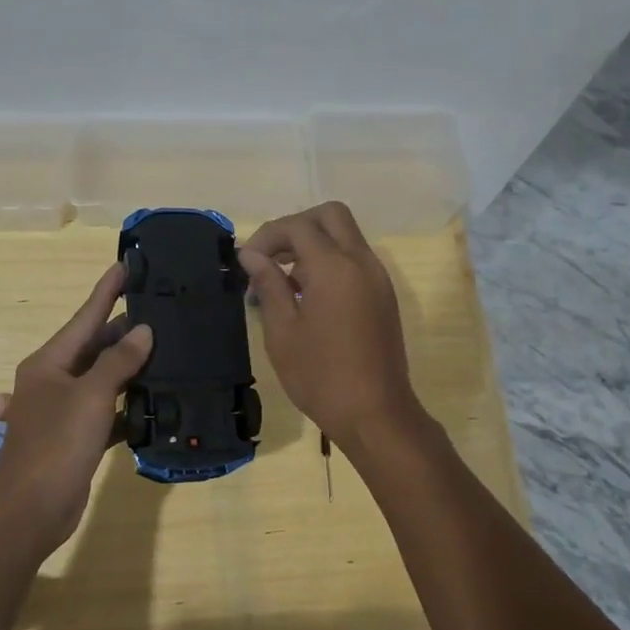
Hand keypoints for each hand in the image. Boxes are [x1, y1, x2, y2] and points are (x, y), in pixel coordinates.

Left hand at [0, 263, 152, 550]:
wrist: (31, 510)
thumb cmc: (56, 444)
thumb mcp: (90, 396)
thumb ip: (118, 361)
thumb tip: (143, 331)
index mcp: (49, 362)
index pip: (85, 317)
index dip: (106, 291)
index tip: (127, 265)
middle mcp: (55, 380)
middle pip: (95, 346)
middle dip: (126, 329)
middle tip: (163, 310)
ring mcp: (66, 410)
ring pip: (104, 378)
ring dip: (132, 367)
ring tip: (169, 348)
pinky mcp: (78, 437)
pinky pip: (109, 410)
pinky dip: (130, 405)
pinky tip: (158, 400)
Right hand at [238, 202, 426, 448]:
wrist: (375, 414)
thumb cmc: (320, 376)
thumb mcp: (282, 331)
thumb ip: (268, 284)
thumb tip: (251, 255)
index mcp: (335, 268)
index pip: (298, 226)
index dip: (267, 236)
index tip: (246, 262)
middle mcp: (362, 262)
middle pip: (330, 216)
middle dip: (296, 227)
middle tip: (270, 258)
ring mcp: (378, 278)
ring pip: (345, 236)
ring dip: (313, 245)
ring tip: (282, 283)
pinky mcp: (383, 296)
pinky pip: (354, 260)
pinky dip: (329, 263)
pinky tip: (306, 297)